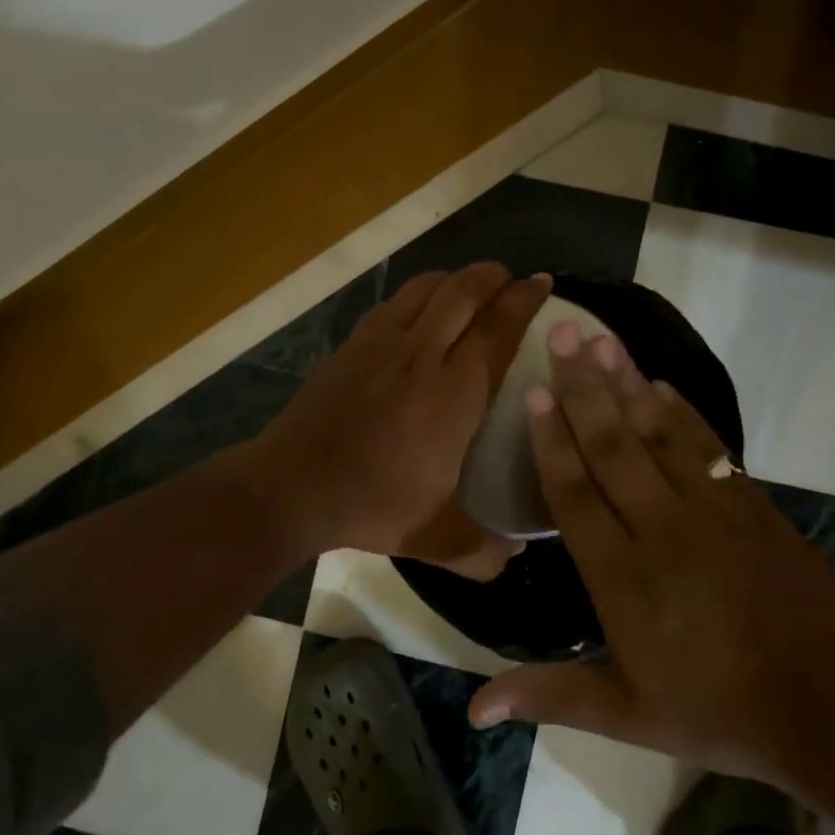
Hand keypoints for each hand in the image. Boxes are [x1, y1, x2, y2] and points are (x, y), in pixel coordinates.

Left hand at [252, 263, 551, 566]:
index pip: (498, 329)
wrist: (291, 487)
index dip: (525, 301)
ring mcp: (381, 345)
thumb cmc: (371, 505)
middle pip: (464, 292)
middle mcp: (421, 355)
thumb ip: (481, 551)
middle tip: (512, 279)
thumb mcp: (434, 538)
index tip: (543, 284)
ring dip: (455, 279)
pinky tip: (419, 310)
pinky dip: (417, 295)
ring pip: (426, 289)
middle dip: (494, 276)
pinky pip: (393, 304)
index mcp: (453, 394)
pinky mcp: (351, 346)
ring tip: (471, 286)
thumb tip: (512, 558)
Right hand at [467, 324, 834, 783]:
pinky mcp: (750, 505)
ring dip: (627, 385)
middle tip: (561, 335)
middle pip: (612, 447)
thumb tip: (475, 709)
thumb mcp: (626, 716)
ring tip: (602, 340)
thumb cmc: (718, 711)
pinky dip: (682, 412)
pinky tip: (661, 385)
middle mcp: (660, 529)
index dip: (551, 442)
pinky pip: (707, 446)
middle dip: (583, 389)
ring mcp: (711, 510)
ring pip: (658, 435)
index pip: (575, 495)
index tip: (532, 394)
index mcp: (622, 577)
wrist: (831, 705)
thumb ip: (550, 696)